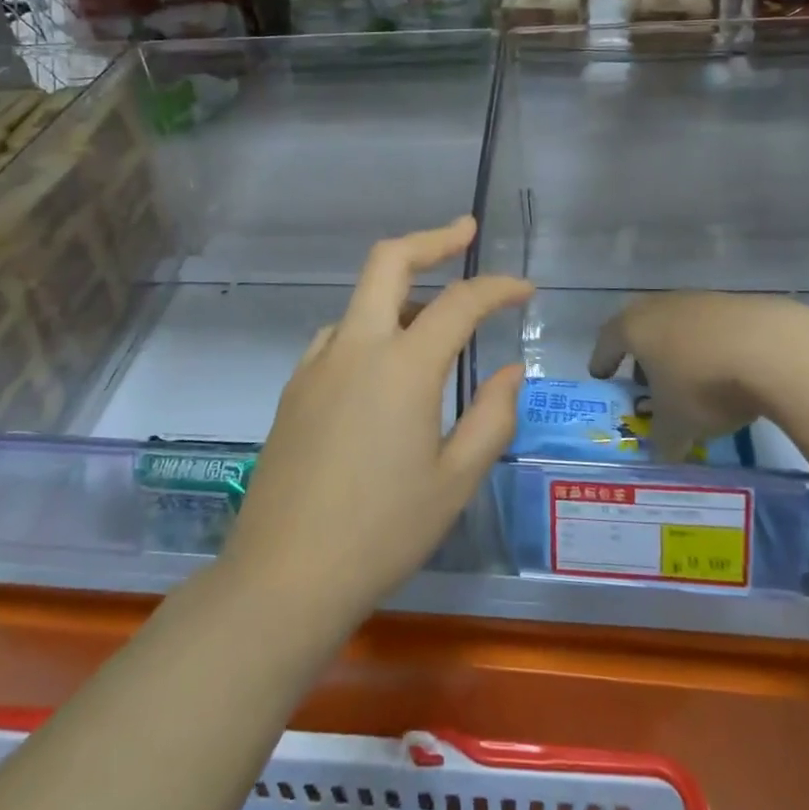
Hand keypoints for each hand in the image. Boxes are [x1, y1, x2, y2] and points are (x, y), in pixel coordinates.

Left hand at [225, 217, 531, 622]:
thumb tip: (512, 371)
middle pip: (388, 261)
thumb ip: (491, 416)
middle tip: (466, 233)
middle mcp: (355, 348)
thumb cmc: (382, 533)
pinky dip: (371, 329)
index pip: (460, 302)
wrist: (283, 576)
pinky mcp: (294, 388)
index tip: (525, 290)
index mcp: (402, 367)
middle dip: (432, 238)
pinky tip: (385, 371)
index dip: (498, 287)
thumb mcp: (455, 481)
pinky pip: (339, 336)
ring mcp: (316, 364)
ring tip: (437, 323)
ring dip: (402, 293)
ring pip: (361, 299)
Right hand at [589, 292, 808, 457]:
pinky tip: (728, 371)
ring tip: (690, 379)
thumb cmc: (704, 385)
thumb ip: (663, 440)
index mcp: (634, 328)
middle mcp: (661, 306)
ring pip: (679, 326)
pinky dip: (712, 348)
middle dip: (642, 356)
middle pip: (642, 328)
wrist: (775, 350)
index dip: (602, 361)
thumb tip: (663, 455)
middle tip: (646, 381)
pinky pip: (714, 328)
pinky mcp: (738, 303)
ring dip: (679, 350)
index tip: (601, 376)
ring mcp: (701, 300)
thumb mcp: (677, 425)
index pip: (607, 341)